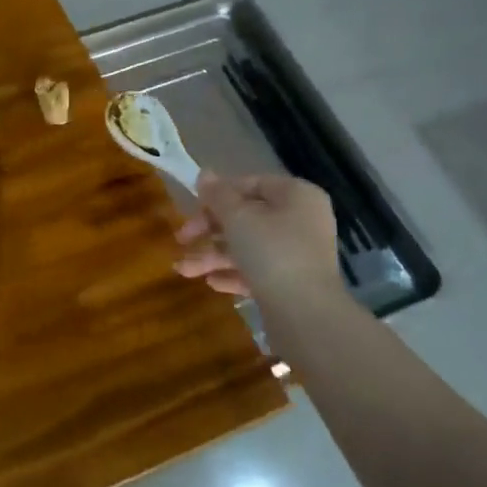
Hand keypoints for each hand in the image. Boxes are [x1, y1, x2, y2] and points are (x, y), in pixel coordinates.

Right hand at [174, 172, 344, 301]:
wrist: (305, 314)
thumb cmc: (271, 252)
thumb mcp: (237, 217)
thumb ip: (218, 195)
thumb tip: (204, 173)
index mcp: (296, 196)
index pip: (252, 184)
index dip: (219, 193)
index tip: (193, 206)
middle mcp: (301, 221)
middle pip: (246, 217)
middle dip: (209, 230)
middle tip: (181, 239)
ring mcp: (298, 254)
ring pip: (248, 247)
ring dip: (213, 256)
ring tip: (183, 269)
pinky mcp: (291, 283)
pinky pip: (257, 271)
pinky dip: (233, 273)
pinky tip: (210, 282)